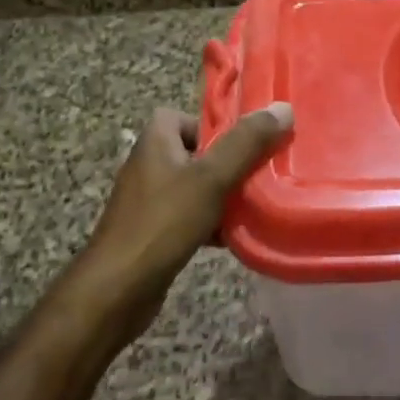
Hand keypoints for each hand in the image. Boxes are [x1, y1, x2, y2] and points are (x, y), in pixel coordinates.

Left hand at [66, 102, 293, 346]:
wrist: (117, 290)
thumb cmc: (163, 223)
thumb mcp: (211, 178)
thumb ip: (246, 143)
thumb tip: (283, 108)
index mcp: (154, 143)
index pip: (180, 116)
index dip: (211, 125)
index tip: (241, 142)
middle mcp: (148, 167)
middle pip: (194, 152)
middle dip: (227, 163)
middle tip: (258, 173)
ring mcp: (148, 202)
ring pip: (195, 187)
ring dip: (223, 195)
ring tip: (254, 204)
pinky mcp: (154, 233)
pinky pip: (189, 217)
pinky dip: (211, 223)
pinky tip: (234, 237)